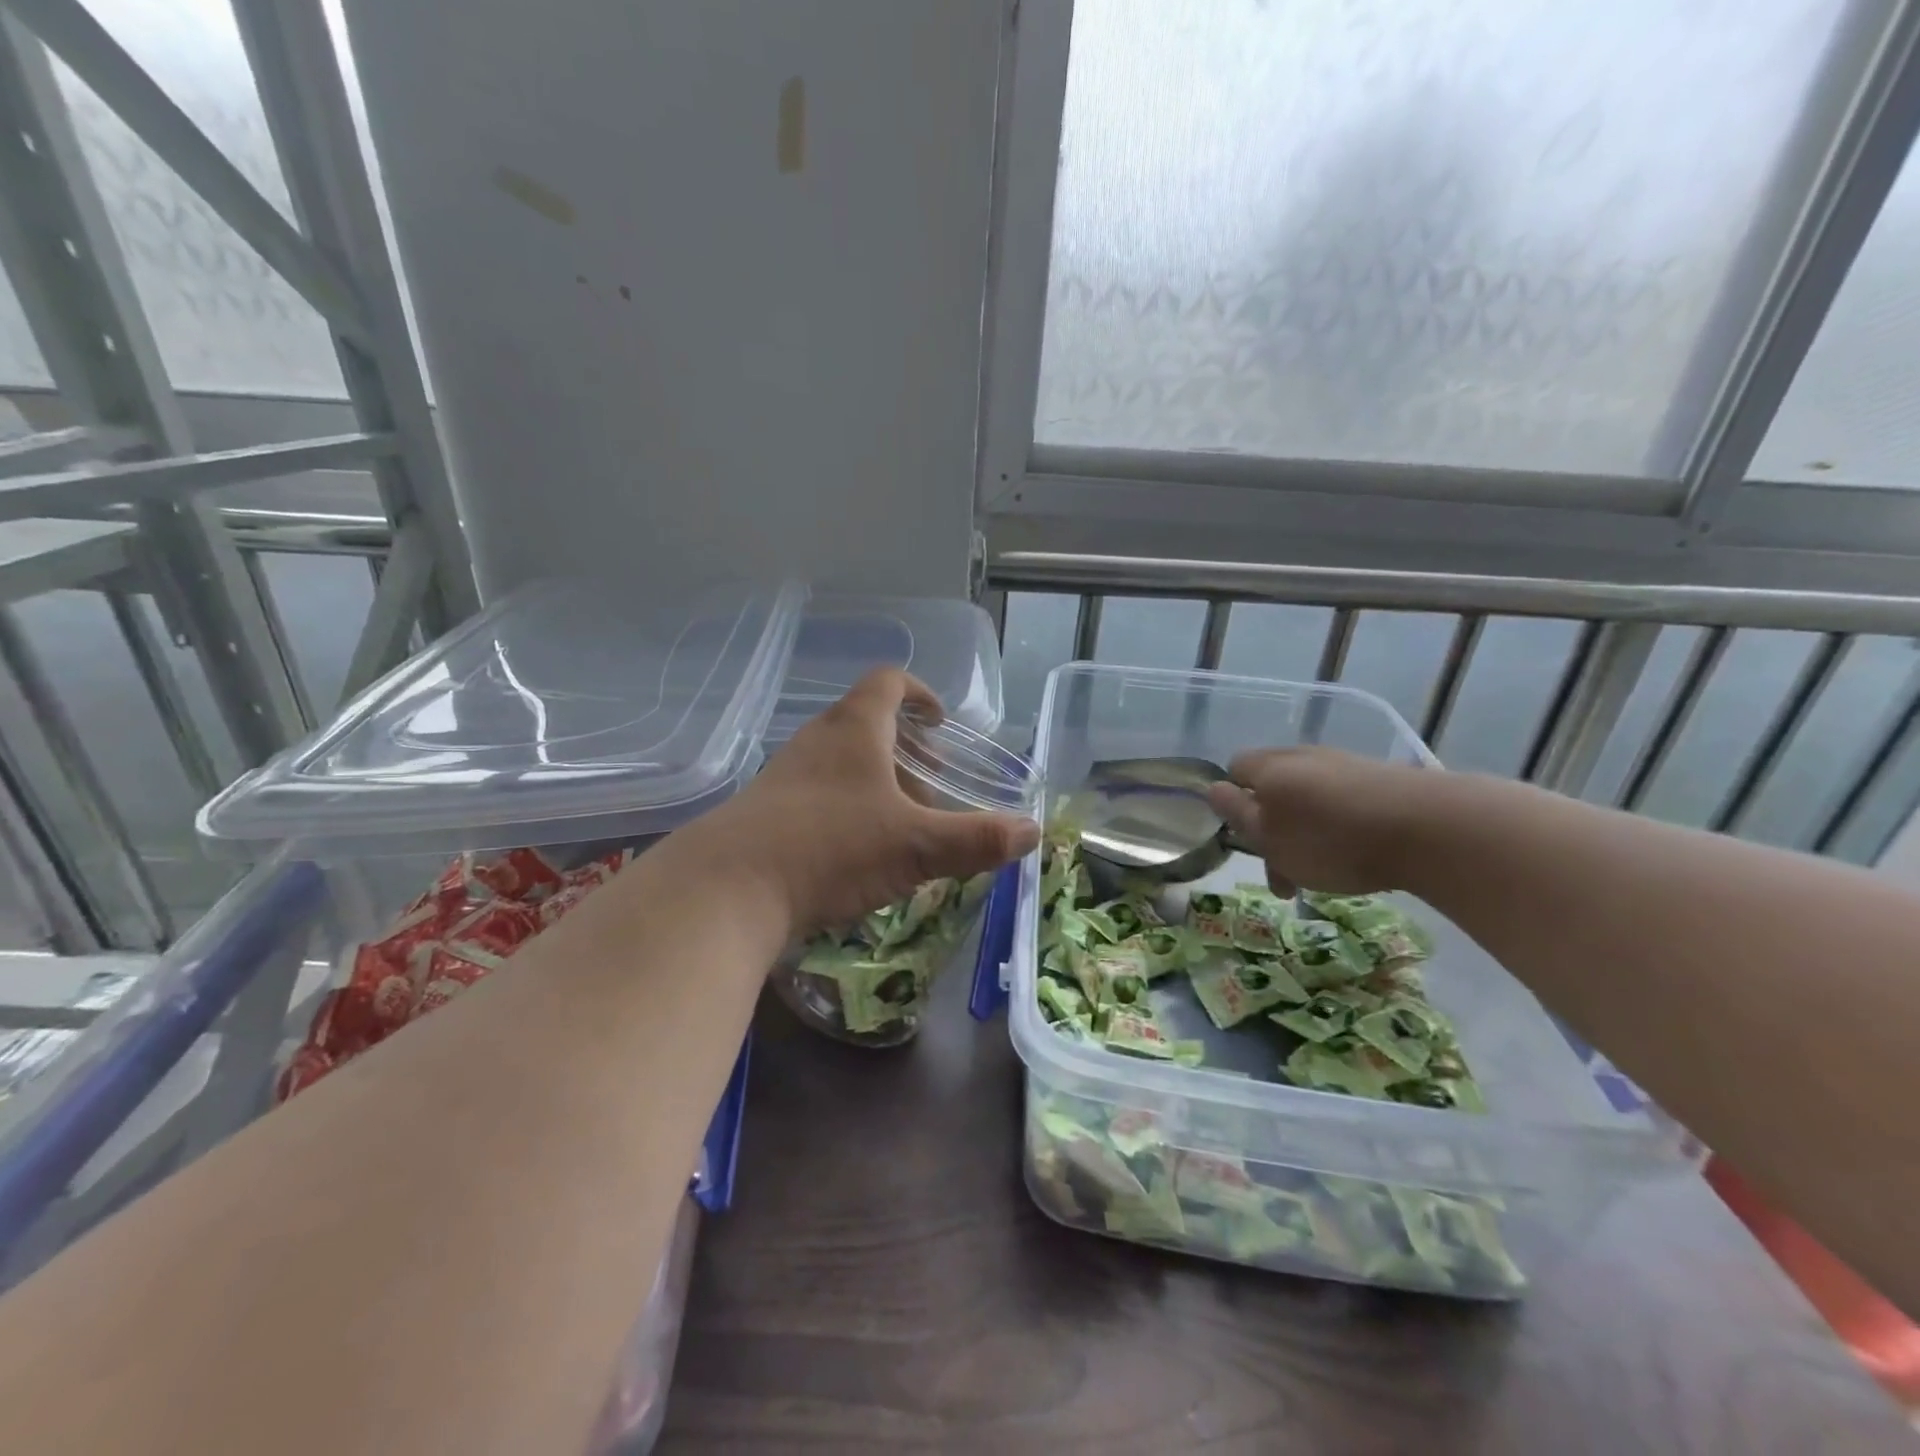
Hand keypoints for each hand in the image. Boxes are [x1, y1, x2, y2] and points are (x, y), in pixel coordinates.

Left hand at [696, 668, 1039, 937]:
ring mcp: (785, 776)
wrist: (726, 890)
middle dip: (905, 747)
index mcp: (855, 729)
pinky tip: (857, 854)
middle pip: (865, 723)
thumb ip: (976, 839)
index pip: (889, 683)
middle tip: (933, 781)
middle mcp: (817, 741)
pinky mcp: (765, 812)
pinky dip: (846, 809)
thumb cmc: (831, 847)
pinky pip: (816, 795)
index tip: (942, 721)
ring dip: (875, 781)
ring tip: (901, 821)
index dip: (920, 693)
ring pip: (840, 762)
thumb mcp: (915, 845)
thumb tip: (1031, 832)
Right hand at [1206, 747, 1426, 897]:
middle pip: (1273, 785)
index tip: (1247, 839)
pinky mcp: (1382, 779)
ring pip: (1309, 797)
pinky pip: (1344, 801)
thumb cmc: (1330, 839)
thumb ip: (1238, 814)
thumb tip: (1214, 790)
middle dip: (1273, 826)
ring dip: (1306, 831)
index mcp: (1269, 767)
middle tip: (1282, 870)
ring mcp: (1345, 764)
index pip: (1235, 769)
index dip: (1233, 802)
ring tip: (1322, 871)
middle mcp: (1303, 756)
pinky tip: (1357, 853)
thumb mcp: (1270, 837)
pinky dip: (1340, 827)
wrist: (1429, 828)